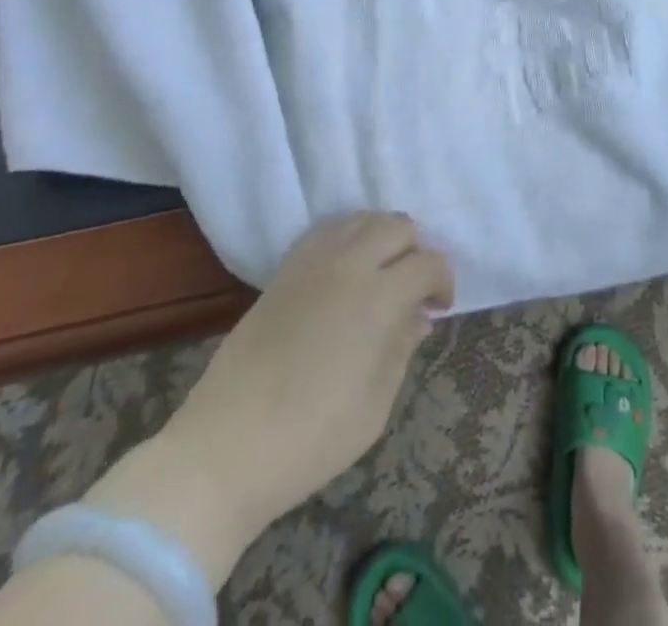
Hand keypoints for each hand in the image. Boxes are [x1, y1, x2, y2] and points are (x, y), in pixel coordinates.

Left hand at [166, 212, 454, 530]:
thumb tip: (417, 317)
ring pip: (361, 219)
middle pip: (397, 225)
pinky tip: (346, 273)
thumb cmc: (311, 437)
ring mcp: (311, 262)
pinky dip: (348, 239)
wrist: (224, 448)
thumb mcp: (375, 405)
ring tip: (381, 275)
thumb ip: (401, 349)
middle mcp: (347, 264)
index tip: (438, 308)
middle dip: (415, 250)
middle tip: (412, 289)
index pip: (427, 262)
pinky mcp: (283, 270)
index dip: (442, 281)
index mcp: (377, 297)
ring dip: (382, 238)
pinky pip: (327, 231)